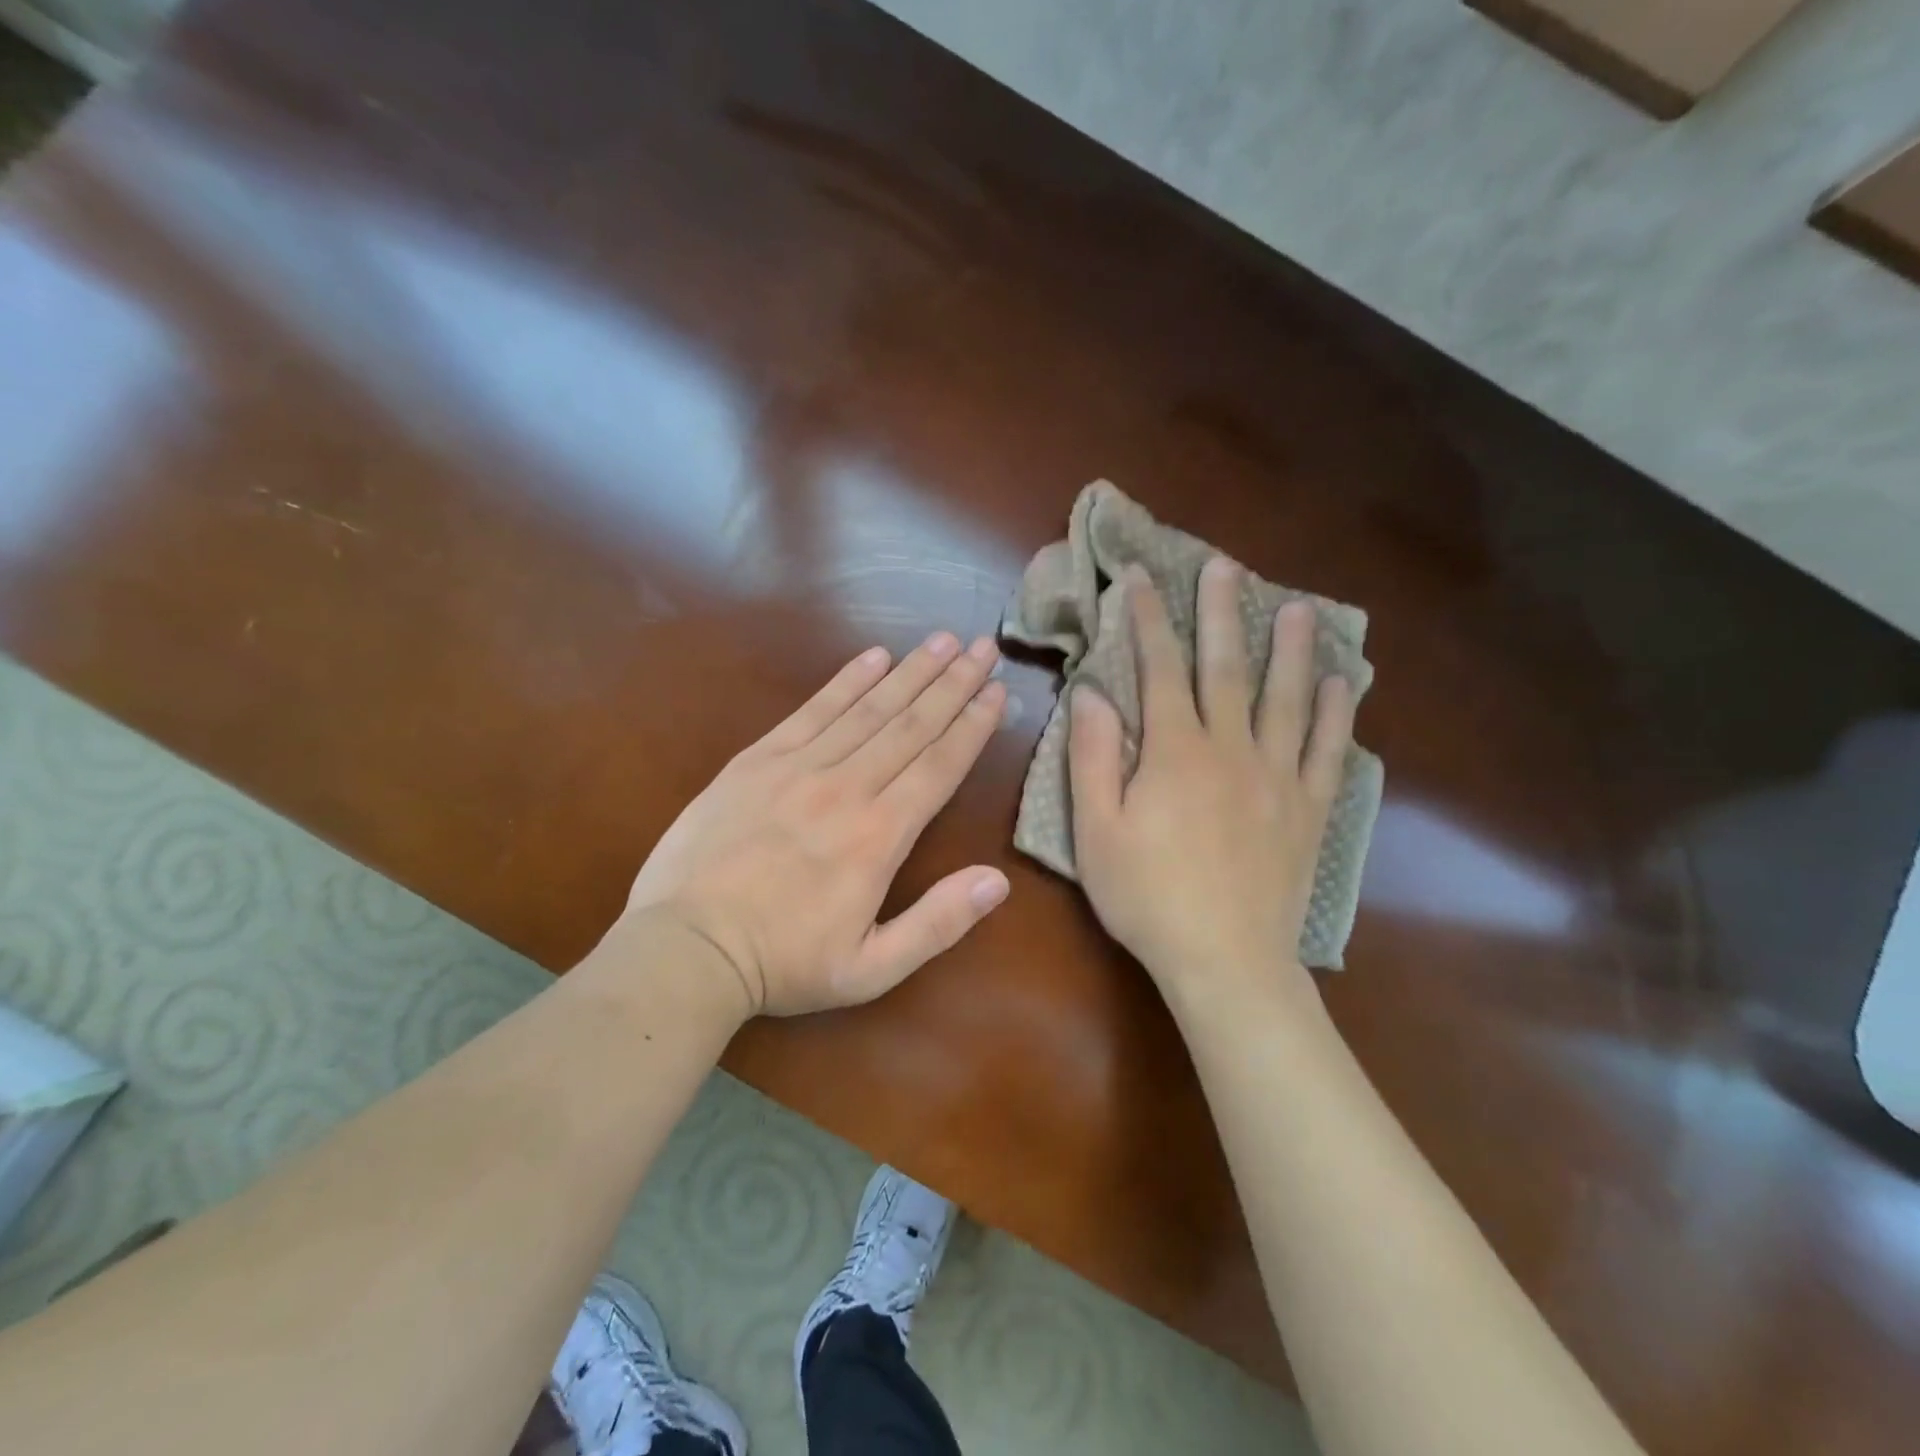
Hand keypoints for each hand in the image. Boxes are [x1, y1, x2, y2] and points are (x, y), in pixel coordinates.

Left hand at [623, 633, 1009, 1017]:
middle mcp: (847, 788)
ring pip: (868, 709)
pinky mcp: (757, 760)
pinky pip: (812, 710)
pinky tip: (873, 657)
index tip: (997, 690)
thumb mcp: (871, 969)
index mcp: (880, 837)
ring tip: (942, 640)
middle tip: (983, 647)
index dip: (972, 726)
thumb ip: (938, 923)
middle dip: (953, 683)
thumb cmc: (784, 963)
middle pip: (911, 725)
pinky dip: (845, 681)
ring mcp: (798, 768)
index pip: (939, 766)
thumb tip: (998, 881)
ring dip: (910, 672)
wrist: (686, 949)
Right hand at [1069, 559, 1353, 1005]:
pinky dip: (1335, 713)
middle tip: (1224, 567)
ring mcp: (1278, 777)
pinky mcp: (1308, 808)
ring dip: (1290, 649)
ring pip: (1287, 699)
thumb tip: (1091, 693)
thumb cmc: (1147, 897)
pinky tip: (1342, 684)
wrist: (1225, 960)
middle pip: (1227, 668)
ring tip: (1298, 607)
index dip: (1148, 621)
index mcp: (1175, 752)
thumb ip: (1093, 757)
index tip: (1140, 579)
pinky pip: (1326, 749)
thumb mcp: (1097, 831)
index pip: (1159, 670)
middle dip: (1221, 614)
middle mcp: (1231, 749)